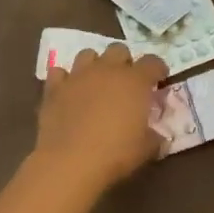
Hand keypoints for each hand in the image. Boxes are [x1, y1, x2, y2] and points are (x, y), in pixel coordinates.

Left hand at [34, 44, 168, 192]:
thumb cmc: (116, 154)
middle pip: (119, 50)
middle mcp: (107, 70)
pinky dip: (64, 79)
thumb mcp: (147, 149)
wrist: (70, 162)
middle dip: (124, 62)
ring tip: (96, 82)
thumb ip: (155, 136)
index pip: (153, 62)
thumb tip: (158, 134)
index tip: (159, 80)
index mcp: (135, 81)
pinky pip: (59, 73)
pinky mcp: (54, 88)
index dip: (158, 69)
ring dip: (95, 64)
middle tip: (125, 82)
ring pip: (88, 54)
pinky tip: (68, 91)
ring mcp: (78, 76)